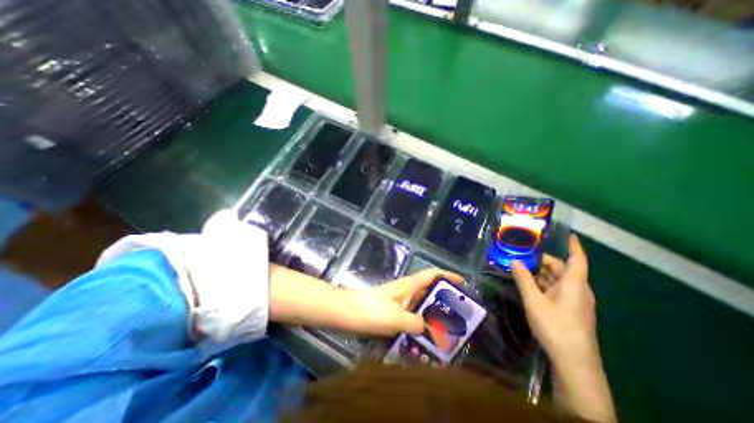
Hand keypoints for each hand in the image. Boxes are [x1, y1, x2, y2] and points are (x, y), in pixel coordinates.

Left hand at [352, 270, 469, 337]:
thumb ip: (417, 323)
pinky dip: (420, 323)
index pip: (432, 274)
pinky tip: (425, 337)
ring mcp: (399, 301)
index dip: (447, 275)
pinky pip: (412, 315)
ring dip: (433, 313)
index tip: (462, 282)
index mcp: (409, 285)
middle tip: (459, 314)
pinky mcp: (393, 311)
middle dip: (444, 299)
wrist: (349, 313)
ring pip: (421, 304)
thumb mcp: (398, 317)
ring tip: (447, 329)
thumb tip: (430, 329)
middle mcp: (406, 290)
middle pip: (429, 289)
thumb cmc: (373, 310)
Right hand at [509, 235, 614, 422]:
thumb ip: (524, 279)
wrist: (574, 362)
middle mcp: (578, 290)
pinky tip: (530, 285)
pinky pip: (558, 290)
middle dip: (544, 261)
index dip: (574, 245)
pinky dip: (544, 284)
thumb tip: (515, 261)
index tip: (569, 234)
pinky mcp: (572, 310)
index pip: (578, 259)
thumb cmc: (555, 326)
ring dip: (542, 273)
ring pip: (559, 280)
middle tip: (524, 254)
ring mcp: (576, 301)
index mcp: (574, 284)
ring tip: (522, 267)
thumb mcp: (534, 301)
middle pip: (563, 269)